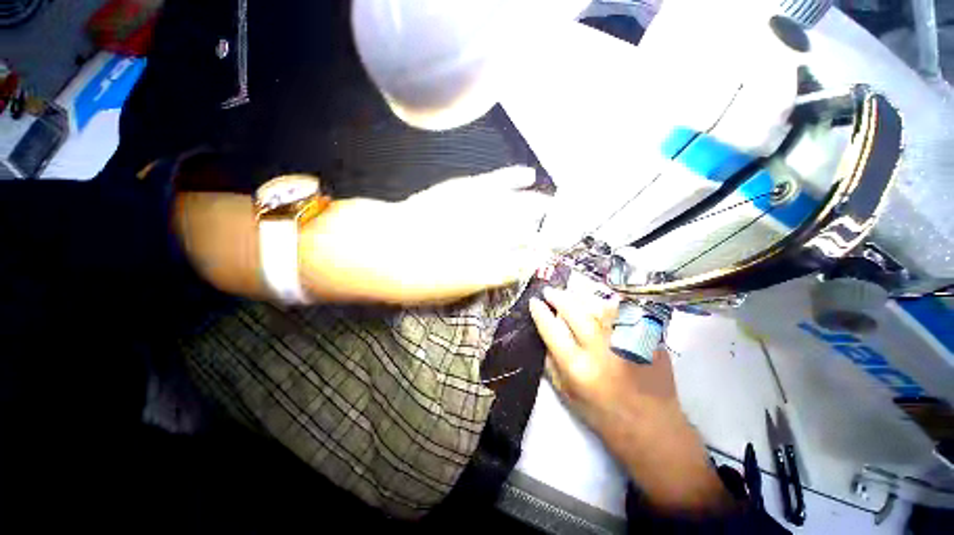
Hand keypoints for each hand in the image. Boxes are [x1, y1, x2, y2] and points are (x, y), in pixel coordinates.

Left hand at [300, 166, 548, 304]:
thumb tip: (508, 269)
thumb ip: (485, 279)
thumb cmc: (412, 279)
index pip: (524, 259)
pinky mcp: (461, 189)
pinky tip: (527, 174)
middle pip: (526, 231)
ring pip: (517, 205)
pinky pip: (493, 181)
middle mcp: (488, 238)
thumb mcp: (453, 291)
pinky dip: (512, 177)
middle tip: (563, 229)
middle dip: (546, 230)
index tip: (552, 254)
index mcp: (487, 267)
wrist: (377, 249)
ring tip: (554, 205)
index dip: (540, 255)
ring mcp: (475, 211)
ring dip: (538, 205)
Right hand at [529, 288, 733, 514]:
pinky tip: (599, 303)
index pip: (552, 329)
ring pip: (598, 305)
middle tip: (550, 291)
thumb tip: (545, 330)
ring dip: (580, 297)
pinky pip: (622, 310)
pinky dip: (606, 304)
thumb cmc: (602, 413)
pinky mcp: (646, 338)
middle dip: (557, 297)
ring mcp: (626, 340)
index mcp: (578, 367)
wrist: (652, 426)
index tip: (534, 302)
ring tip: (572, 296)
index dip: (540, 312)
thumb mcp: (566, 393)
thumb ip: (551, 361)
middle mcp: (601, 350)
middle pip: (573, 311)